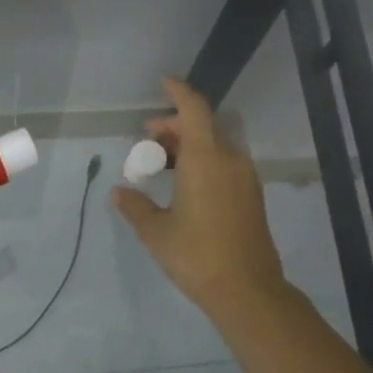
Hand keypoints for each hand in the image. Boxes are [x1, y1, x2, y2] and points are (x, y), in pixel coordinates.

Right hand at [113, 77, 287, 326]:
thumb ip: (135, 206)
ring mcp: (245, 178)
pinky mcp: (251, 196)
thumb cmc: (196, 256)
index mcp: (206, 160)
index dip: (179, 92)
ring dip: (190, 145)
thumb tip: (120, 192)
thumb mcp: (156, 232)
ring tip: (163, 164)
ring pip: (216, 145)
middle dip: (175, 126)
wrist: (247, 290)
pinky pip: (225, 163)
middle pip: (204, 126)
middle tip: (149, 140)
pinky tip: (185, 184)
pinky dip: (204, 161)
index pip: (194, 110)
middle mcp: (230, 161)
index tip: (164, 82)